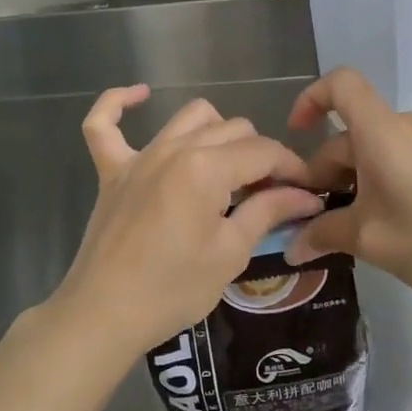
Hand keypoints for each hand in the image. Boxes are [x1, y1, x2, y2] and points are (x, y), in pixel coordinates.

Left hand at [50, 85, 324, 359]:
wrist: (104, 315)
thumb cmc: (173, 289)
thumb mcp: (231, 252)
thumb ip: (268, 211)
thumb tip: (307, 195)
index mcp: (206, 168)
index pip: (264, 152)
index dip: (292, 168)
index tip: (307, 191)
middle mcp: (174, 149)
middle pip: (233, 129)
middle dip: (260, 155)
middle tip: (269, 194)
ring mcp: (139, 156)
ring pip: (190, 117)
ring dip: (218, 132)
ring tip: (228, 168)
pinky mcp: (111, 170)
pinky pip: (104, 123)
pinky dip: (118, 103)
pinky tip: (140, 96)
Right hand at [283, 68, 411, 305]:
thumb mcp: (370, 240)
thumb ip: (324, 234)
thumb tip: (290, 245)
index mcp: (381, 132)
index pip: (340, 83)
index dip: (310, 98)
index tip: (295, 135)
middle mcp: (404, 127)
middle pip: (349, 133)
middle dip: (324, 172)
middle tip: (315, 221)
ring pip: (371, 151)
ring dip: (350, 183)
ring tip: (347, 231)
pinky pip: (395, 160)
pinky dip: (376, 184)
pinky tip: (381, 226)